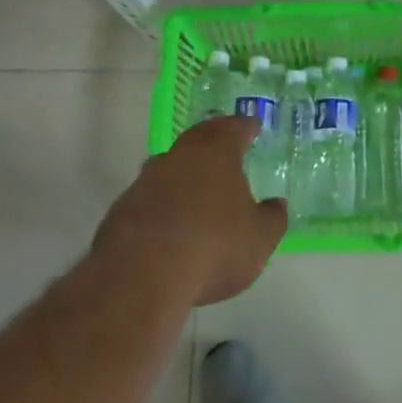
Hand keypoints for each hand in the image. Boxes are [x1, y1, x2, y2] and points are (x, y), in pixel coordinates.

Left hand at [93, 116, 285, 305]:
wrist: (142, 275)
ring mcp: (147, 178)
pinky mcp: (124, 206)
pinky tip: (170, 220)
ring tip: (198, 185)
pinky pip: (151, 193)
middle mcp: (181, 155)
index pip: (235, 128)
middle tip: (226, 144)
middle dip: (214, 138)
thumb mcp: (259, 239)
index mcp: (217, 152)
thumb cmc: (213, 247)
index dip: (246, 127)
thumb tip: (276, 205)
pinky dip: (163, 199)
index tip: (253, 127)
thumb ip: (272, 218)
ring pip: (171, 163)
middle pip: (200, 137)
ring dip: (185, 169)